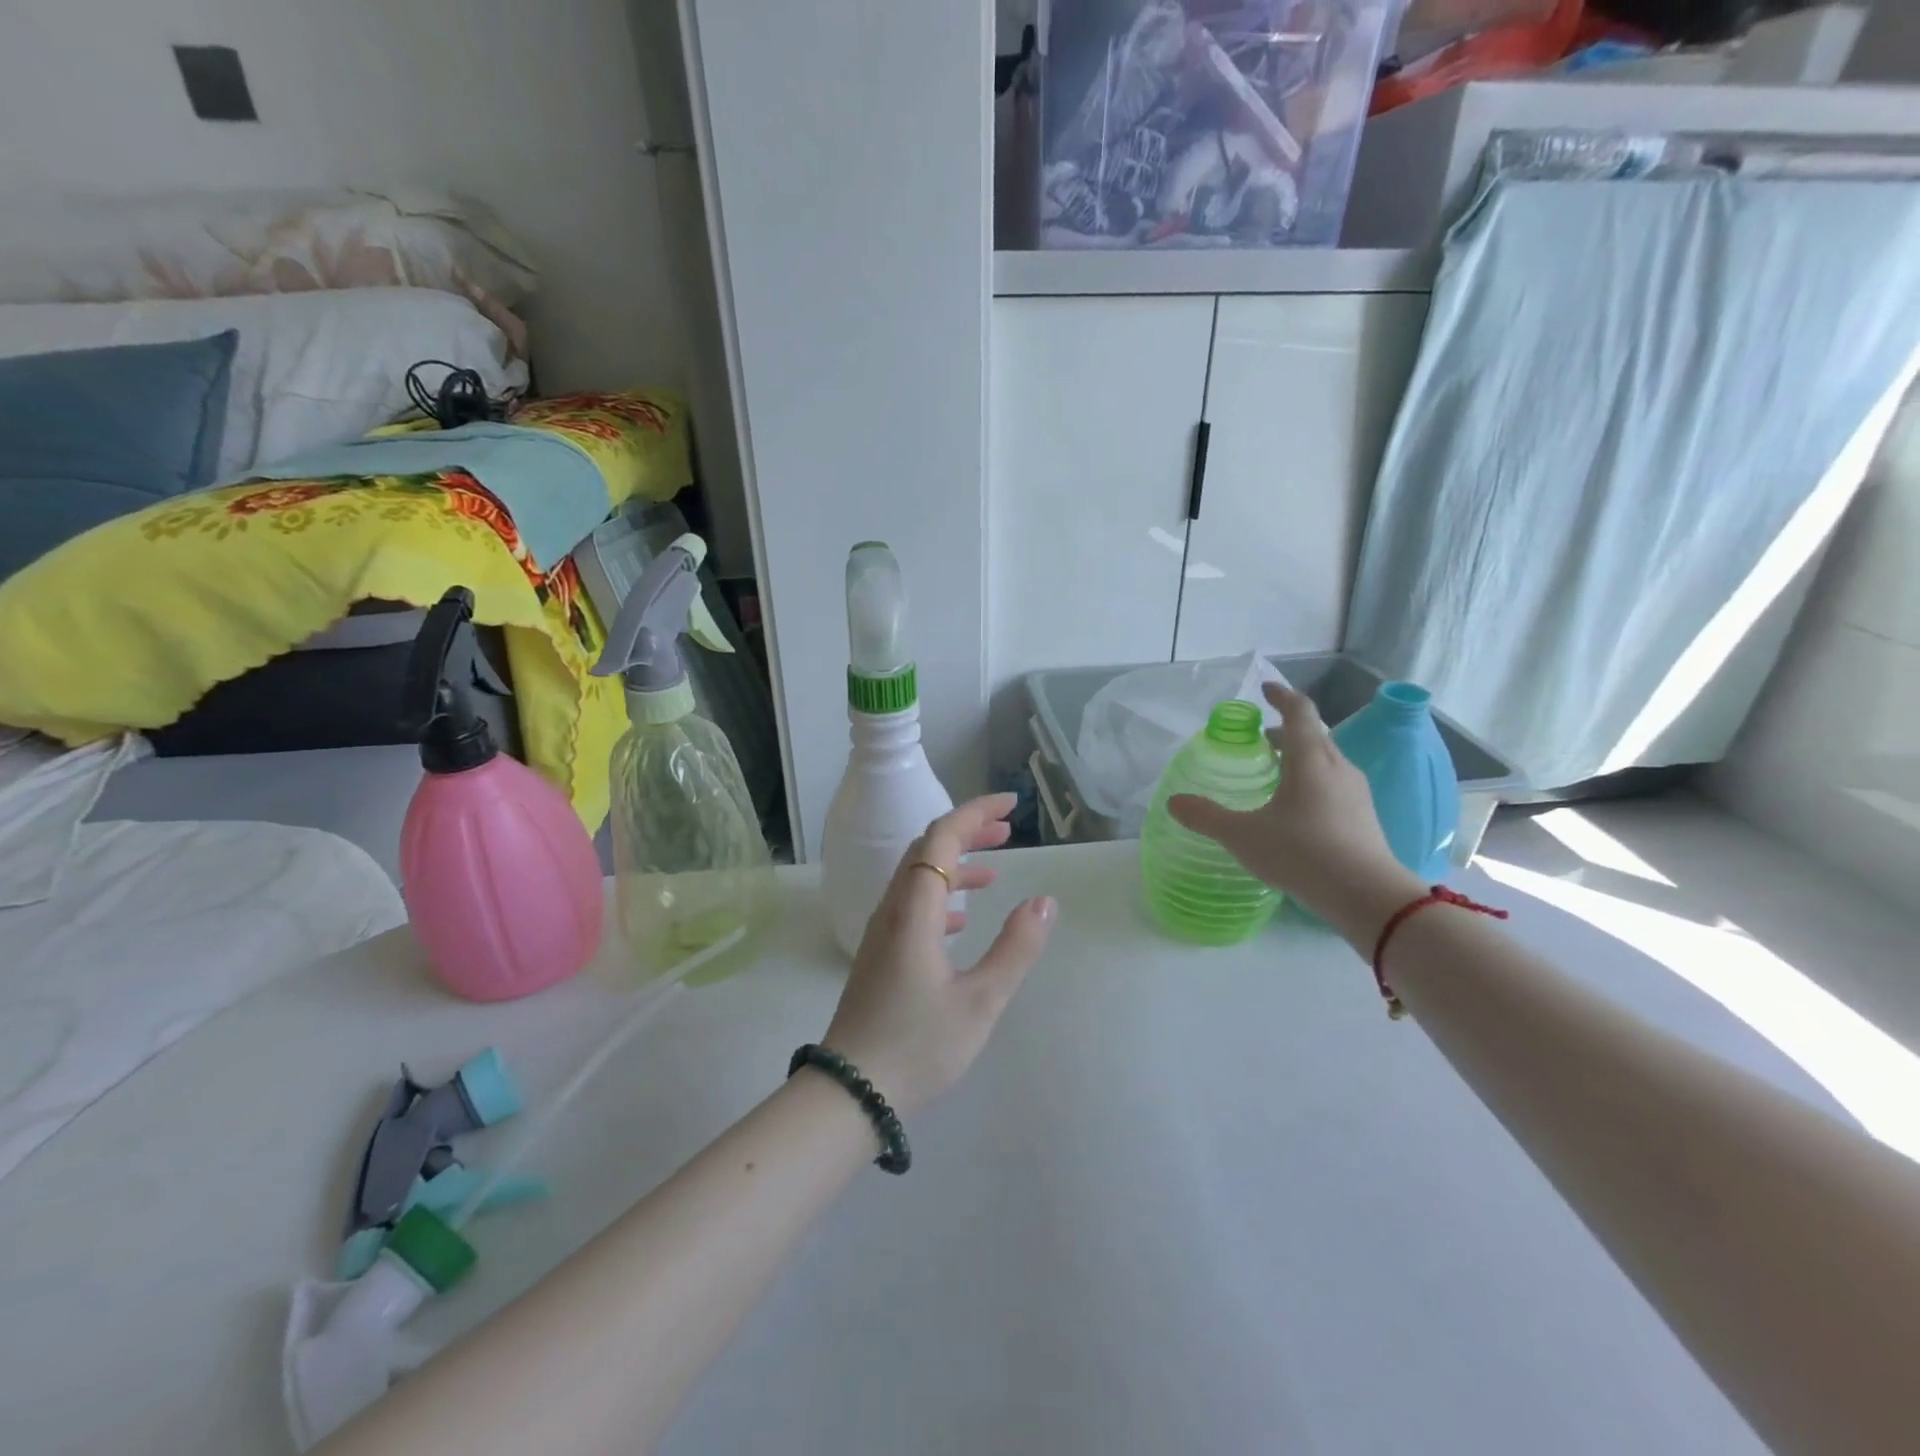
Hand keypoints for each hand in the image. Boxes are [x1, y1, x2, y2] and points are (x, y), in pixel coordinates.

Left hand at [821, 794, 1056, 1115]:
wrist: (851, 1092)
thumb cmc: (918, 1045)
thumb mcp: (981, 1001)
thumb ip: (1016, 948)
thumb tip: (1043, 901)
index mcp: (914, 910)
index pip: (942, 837)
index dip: (976, 813)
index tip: (1011, 806)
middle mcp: (893, 910)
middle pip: (926, 850)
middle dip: (967, 832)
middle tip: (1008, 831)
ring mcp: (882, 932)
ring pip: (918, 877)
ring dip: (955, 864)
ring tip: (995, 871)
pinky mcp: (880, 954)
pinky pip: (912, 905)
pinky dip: (941, 896)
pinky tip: (963, 918)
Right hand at [1169, 681, 1425, 948]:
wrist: (1366, 896)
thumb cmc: (1302, 853)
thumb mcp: (1243, 836)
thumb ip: (1206, 817)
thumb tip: (1174, 802)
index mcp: (1310, 759)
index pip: (1299, 712)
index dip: (1281, 696)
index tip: (1265, 689)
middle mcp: (1337, 767)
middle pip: (1313, 735)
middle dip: (1286, 731)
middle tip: (1259, 740)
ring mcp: (1355, 792)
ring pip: (1325, 760)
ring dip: (1300, 757)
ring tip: (1275, 774)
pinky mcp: (1364, 816)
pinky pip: (1334, 783)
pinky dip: (1312, 781)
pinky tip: (1297, 809)